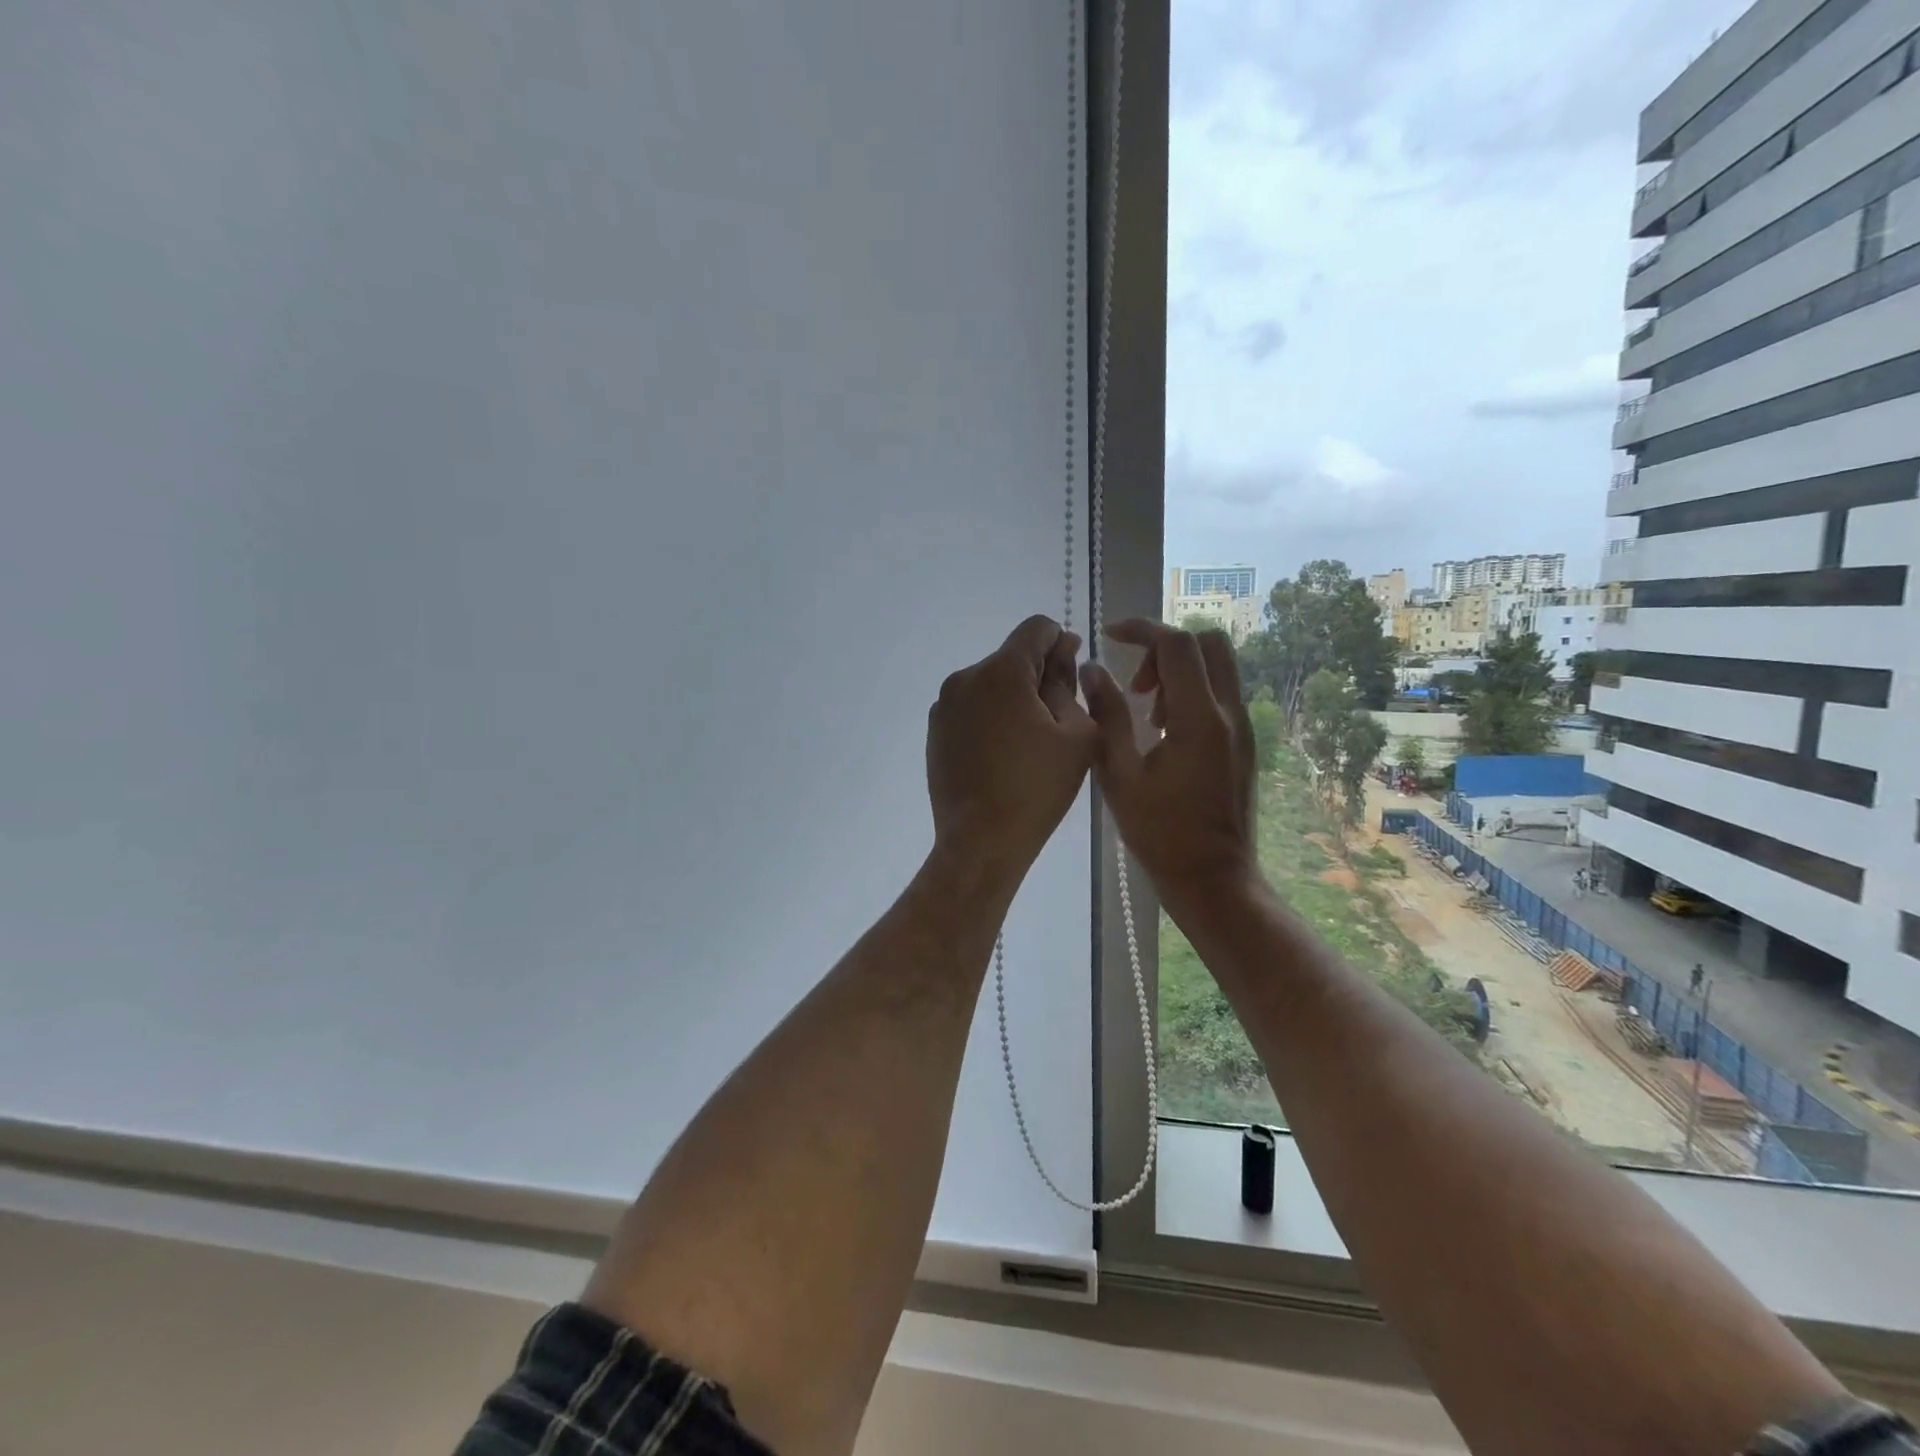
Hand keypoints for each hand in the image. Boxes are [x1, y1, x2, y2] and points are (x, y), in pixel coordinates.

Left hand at [926, 616, 1097, 882]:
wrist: (981, 841)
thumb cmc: (1038, 789)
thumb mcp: (1077, 734)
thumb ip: (1069, 683)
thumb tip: (1063, 652)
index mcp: (1001, 672)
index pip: (1036, 628)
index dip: (1062, 643)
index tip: (1071, 677)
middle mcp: (965, 677)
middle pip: (1011, 657)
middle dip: (1038, 675)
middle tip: (1058, 719)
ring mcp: (944, 705)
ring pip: (990, 683)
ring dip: (1013, 697)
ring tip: (1030, 741)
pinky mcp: (934, 730)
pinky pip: (971, 707)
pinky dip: (991, 717)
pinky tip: (1003, 754)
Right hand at [1080, 620, 1257, 909]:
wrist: (1214, 879)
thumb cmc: (1160, 833)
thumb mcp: (1120, 775)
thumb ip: (1107, 717)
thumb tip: (1094, 672)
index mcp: (1200, 719)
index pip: (1178, 644)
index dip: (1142, 629)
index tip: (1110, 635)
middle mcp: (1230, 714)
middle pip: (1209, 643)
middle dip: (1165, 647)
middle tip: (1136, 681)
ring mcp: (1243, 729)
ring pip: (1217, 668)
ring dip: (1178, 671)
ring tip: (1146, 711)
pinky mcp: (1244, 744)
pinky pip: (1220, 695)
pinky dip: (1191, 692)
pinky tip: (1163, 732)